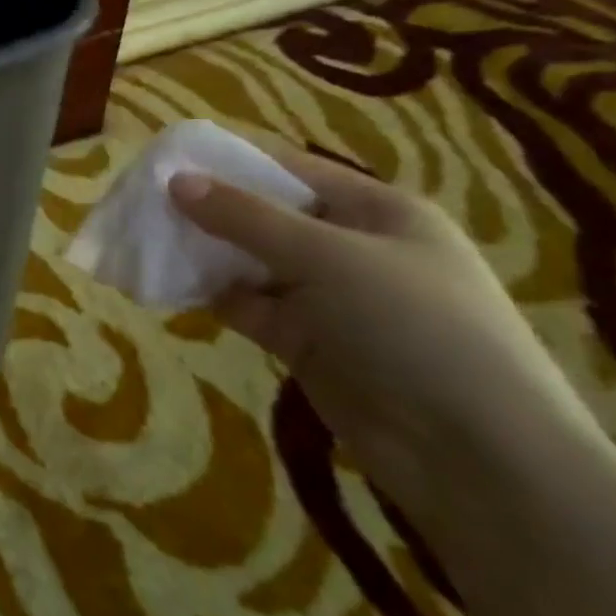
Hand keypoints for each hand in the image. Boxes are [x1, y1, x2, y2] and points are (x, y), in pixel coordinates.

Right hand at [168, 145, 602, 527]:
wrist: (474, 454)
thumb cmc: (413, 327)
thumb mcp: (327, 257)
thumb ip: (246, 218)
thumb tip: (176, 180)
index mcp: (375, 210)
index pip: (289, 170)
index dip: (228, 162)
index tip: (166, 160)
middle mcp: (351, 247)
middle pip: (264, 216)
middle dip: (207, 210)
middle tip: (142, 205)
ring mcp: (329, 297)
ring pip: (251, 262)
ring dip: (204, 255)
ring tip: (143, 243)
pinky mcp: (307, 341)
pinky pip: (249, 305)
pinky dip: (212, 296)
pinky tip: (167, 286)